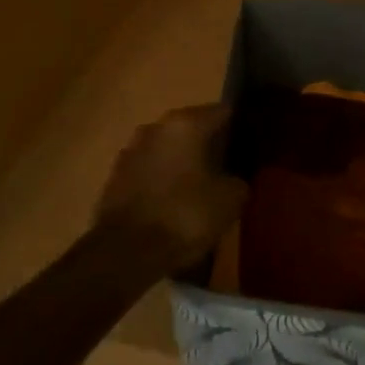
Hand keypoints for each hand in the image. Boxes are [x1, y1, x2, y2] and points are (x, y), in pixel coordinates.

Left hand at [96, 104, 247, 272]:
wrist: (124, 252)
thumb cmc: (183, 216)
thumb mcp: (229, 201)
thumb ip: (238, 181)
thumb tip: (234, 180)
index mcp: (186, 124)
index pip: (222, 112)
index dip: (239, 125)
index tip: (250, 142)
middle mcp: (156, 127)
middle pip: (191, 128)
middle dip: (208, 143)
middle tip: (227, 165)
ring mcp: (131, 150)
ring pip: (167, 149)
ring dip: (182, 161)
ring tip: (200, 185)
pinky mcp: (114, 177)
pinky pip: (149, 170)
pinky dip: (162, 180)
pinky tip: (173, 201)